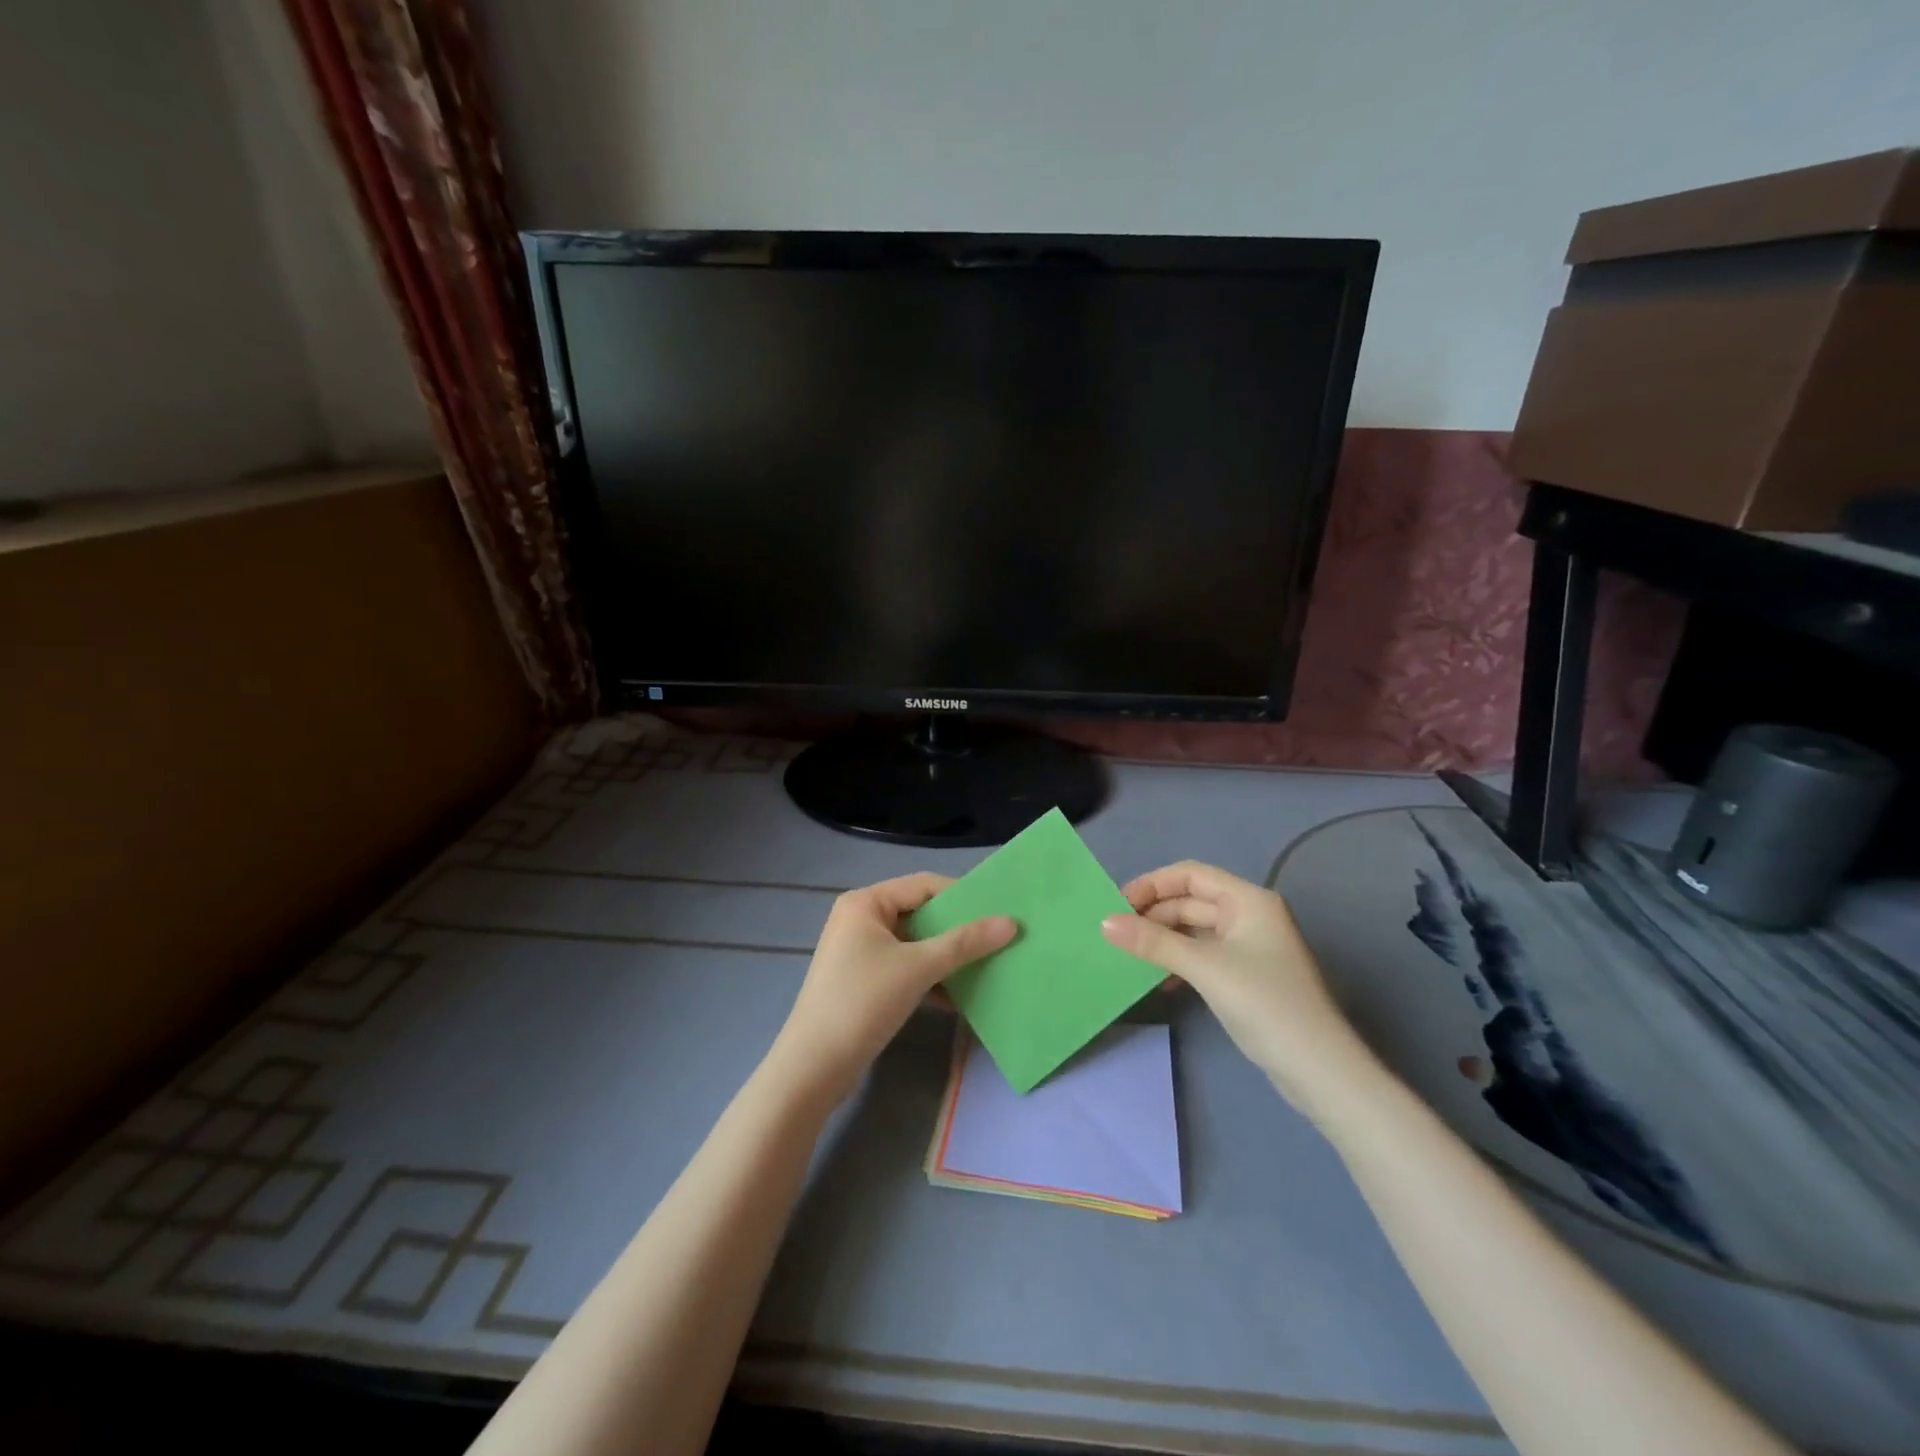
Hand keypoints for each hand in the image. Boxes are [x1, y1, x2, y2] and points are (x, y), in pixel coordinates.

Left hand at [767, 873, 1014, 1106]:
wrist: (814, 1067)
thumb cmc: (863, 1002)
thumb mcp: (918, 967)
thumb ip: (965, 943)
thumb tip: (1011, 923)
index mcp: (866, 902)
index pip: (924, 885)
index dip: (963, 896)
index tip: (1000, 911)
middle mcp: (860, 919)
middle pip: (920, 913)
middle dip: (958, 929)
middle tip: (1000, 937)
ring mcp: (860, 952)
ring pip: (915, 944)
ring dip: (948, 957)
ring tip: (989, 965)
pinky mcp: (864, 982)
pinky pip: (906, 968)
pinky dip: (931, 978)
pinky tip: (961, 997)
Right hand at [1101, 860, 1377, 1117]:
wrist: (1318, 1069)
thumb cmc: (1264, 1003)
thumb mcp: (1204, 968)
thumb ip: (1153, 942)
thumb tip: (1105, 923)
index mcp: (1248, 900)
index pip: (1190, 875)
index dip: (1152, 885)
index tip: (1118, 905)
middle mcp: (1250, 915)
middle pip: (1191, 901)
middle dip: (1154, 914)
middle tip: (1116, 934)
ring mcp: (1250, 947)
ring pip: (1195, 930)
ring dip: (1163, 939)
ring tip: (1130, 956)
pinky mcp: (1246, 975)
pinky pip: (1203, 955)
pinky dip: (1179, 961)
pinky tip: (1159, 980)